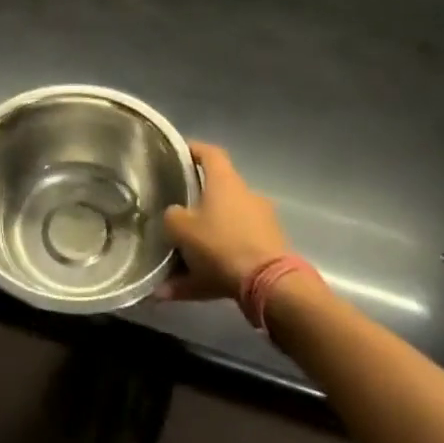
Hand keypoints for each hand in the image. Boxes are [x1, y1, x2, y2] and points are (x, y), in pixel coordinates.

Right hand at [159, 142, 295, 301]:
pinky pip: (231, 257)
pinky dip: (210, 271)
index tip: (176, 157)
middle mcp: (245, 196)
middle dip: (194, 208)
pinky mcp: (269, 253)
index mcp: (225, 181)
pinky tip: (185, 291)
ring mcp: (261, 225)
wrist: (271, 286)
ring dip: (200, 246)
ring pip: (222, 230)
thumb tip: (174, 215)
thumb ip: (172, 217)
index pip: (209, 153)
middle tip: (174, 219)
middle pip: (216, 194)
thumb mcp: (181, 228)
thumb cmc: (222, 244)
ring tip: (174, 269)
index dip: (192, 151)